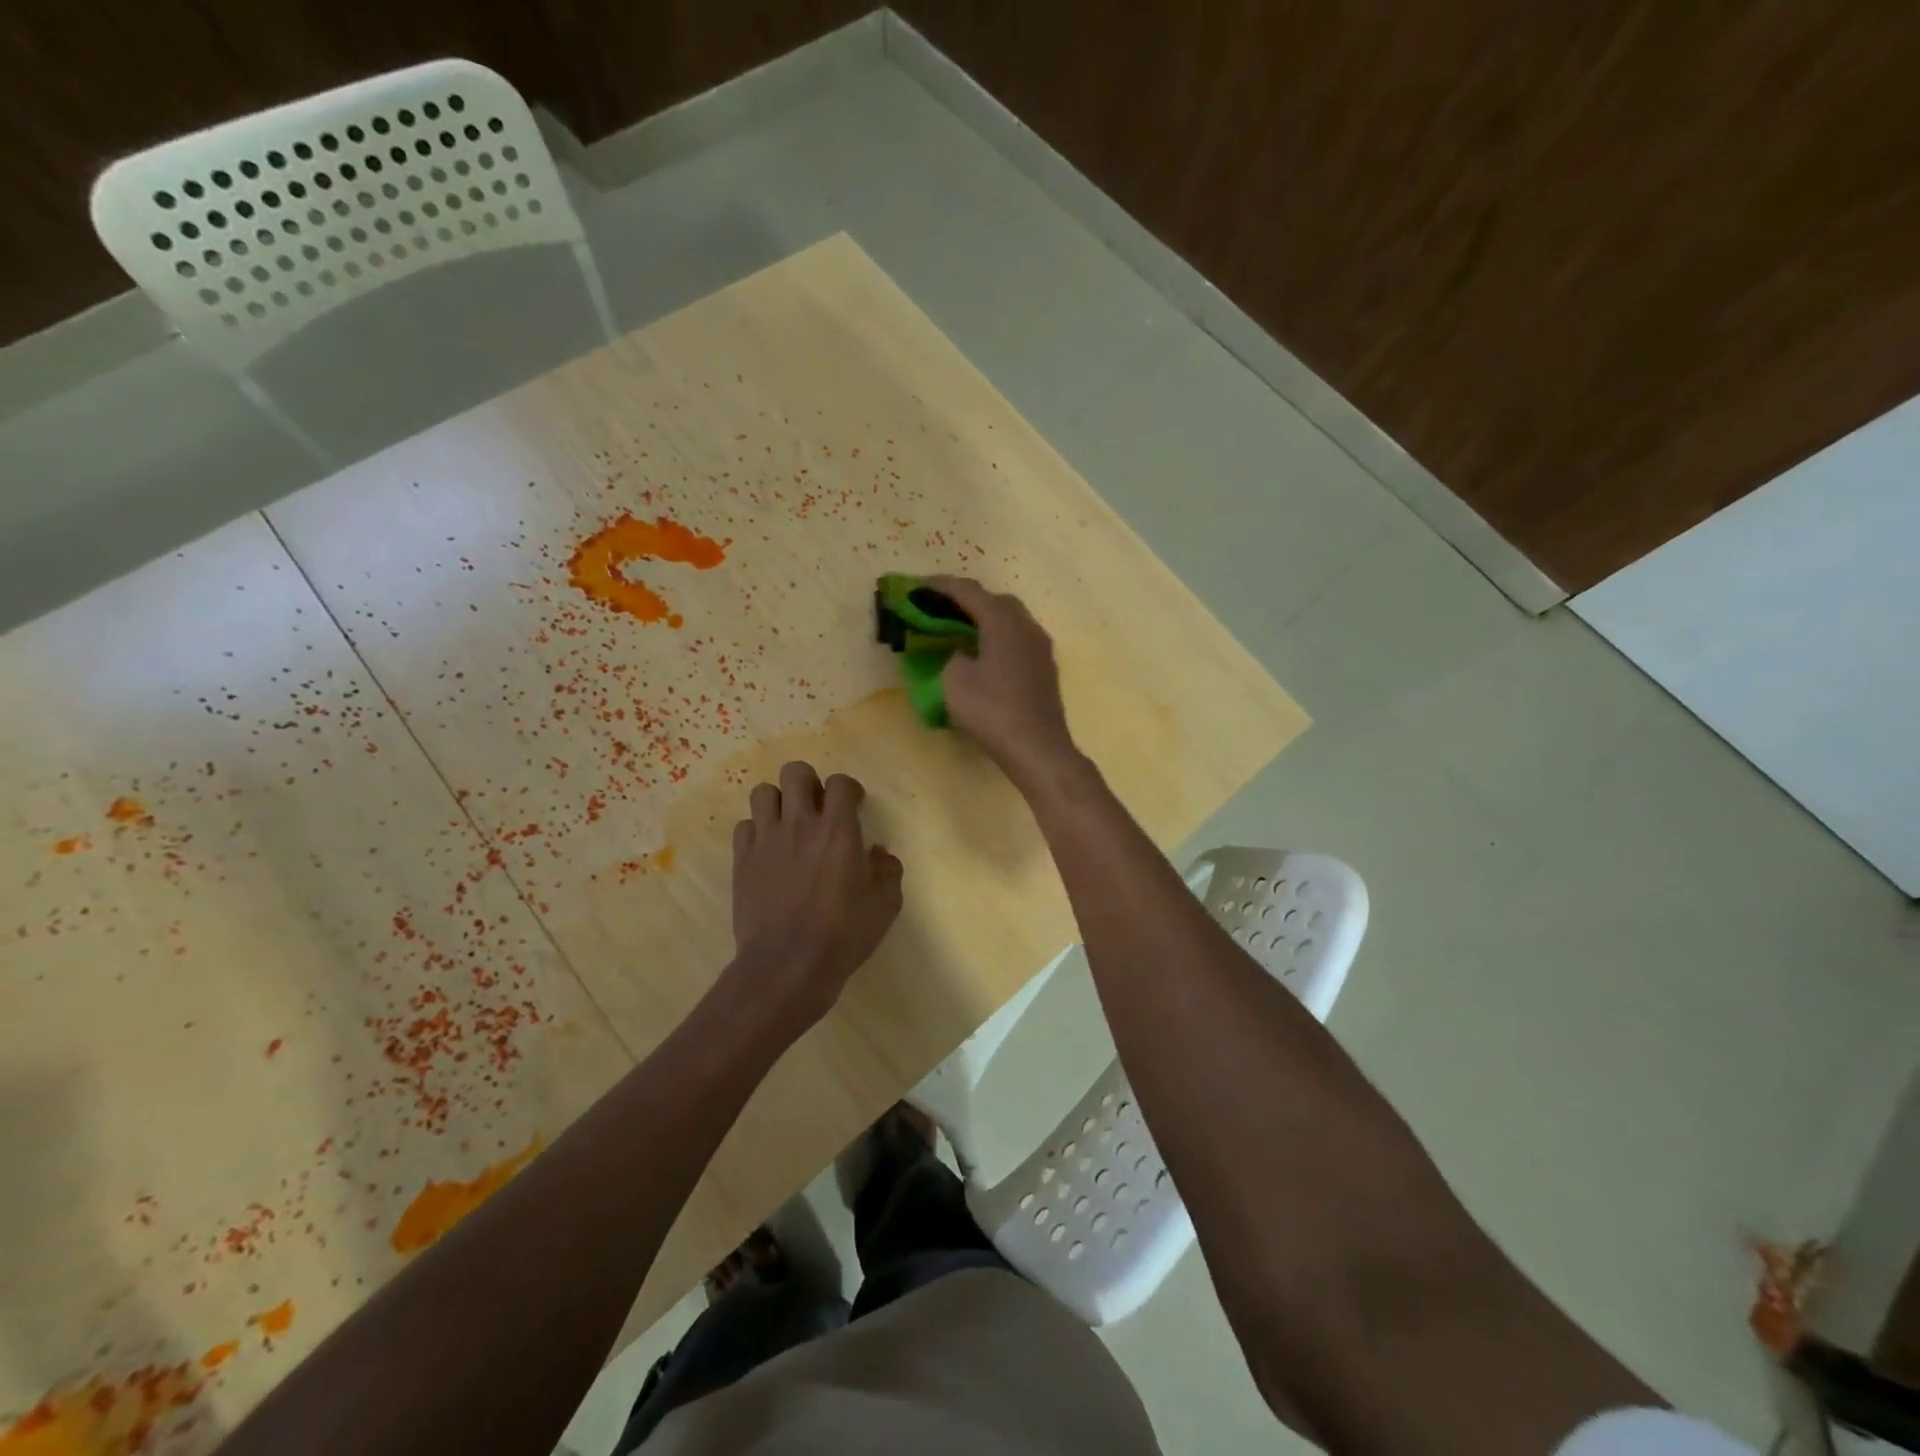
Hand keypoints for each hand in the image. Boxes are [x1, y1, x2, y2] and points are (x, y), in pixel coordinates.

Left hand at [730, 761, 903, 1030]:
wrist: (787, 965)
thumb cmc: (843, 934)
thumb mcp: (885, 905)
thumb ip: (888, 871)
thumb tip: (878, 854)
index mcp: (838, 829)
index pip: (840, 783)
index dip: (849, 789)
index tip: (854, 807)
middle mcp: (800, 824)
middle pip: (795, 772)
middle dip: (808, 783)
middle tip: (817, 808)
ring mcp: (766, 840)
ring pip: (762, 792)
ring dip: (778, 802)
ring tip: (788, 823)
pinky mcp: (742, 860)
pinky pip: (744, 827)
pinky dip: (757, 831)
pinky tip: (768, 851)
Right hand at [925, 577, 1081, 789]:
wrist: (1037, 747)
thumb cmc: (992, 710)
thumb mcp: (954, 680)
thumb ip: (952, 655)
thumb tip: (962, 652)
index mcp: (1002, 620)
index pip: (967, 590)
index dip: (938, 586)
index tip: (915, 586)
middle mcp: (1026, 624)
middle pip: (993, 599)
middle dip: (965, 599)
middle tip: (938, 607)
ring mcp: (1040, 646)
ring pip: (1009, 619)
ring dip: (983, 618)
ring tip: (958, 629)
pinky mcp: (1045, 666)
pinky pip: (1016, 639)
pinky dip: (996, 637)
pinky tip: (983, 653)